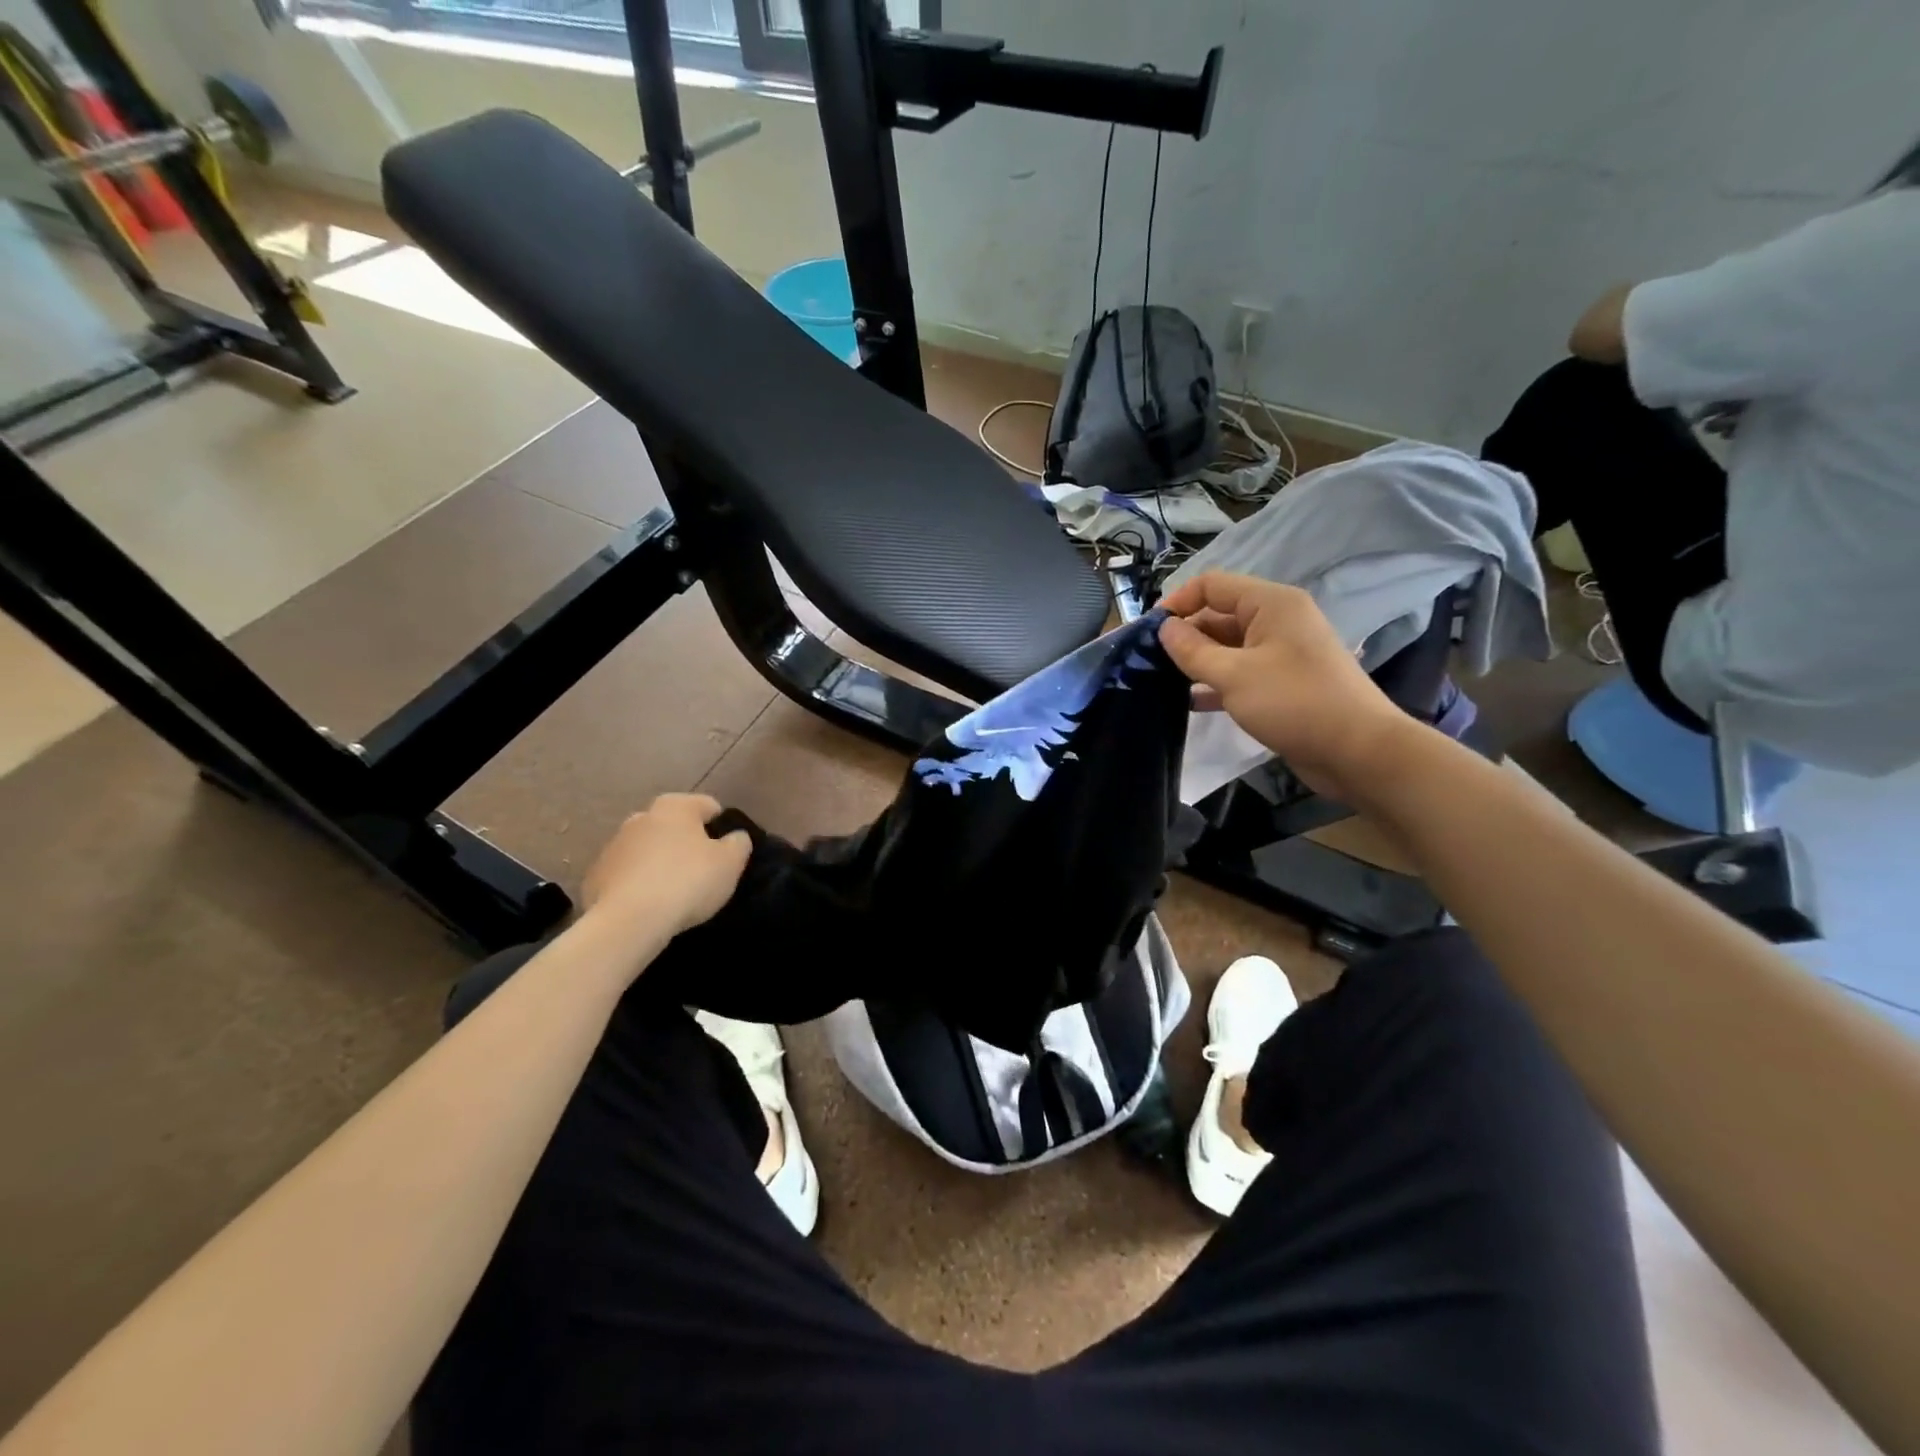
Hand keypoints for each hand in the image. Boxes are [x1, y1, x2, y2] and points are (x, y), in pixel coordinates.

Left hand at [582, 794, 751, 943]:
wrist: (628, 922)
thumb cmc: (687, 882)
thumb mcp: (731, 863)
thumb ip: (739, 842)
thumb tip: (734, 837)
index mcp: (675, 806)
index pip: (709, 807)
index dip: (723, 828)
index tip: (727, 854)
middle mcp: (642, 816)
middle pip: (674, 826)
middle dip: (687, 843)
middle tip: (702, 872)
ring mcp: (614, 845)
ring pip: (648, 849)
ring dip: (660, 862)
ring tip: (674, 893)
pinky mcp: (595, 874)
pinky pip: (626, 874)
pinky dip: (638, 883)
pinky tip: (648, 905)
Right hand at [1158, 573, 1412, 801]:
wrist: (1356, 751)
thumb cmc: (1293, 702)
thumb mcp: (1233, 675)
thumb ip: (1192, 650)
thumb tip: (1164, 628)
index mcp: (1270, 604)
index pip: (1212, 585)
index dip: (1177, 603)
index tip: (1148, 633)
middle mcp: (1277, 620)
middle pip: (1219, 614)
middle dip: (1185, 635)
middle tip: (1150, 663)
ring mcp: (1282, 652)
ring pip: (1228, 646)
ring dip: (1198, 661)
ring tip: (1163, 682)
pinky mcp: (1283, 682)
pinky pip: (1241, 671)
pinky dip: (1217, 682)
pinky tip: (1191, 702)